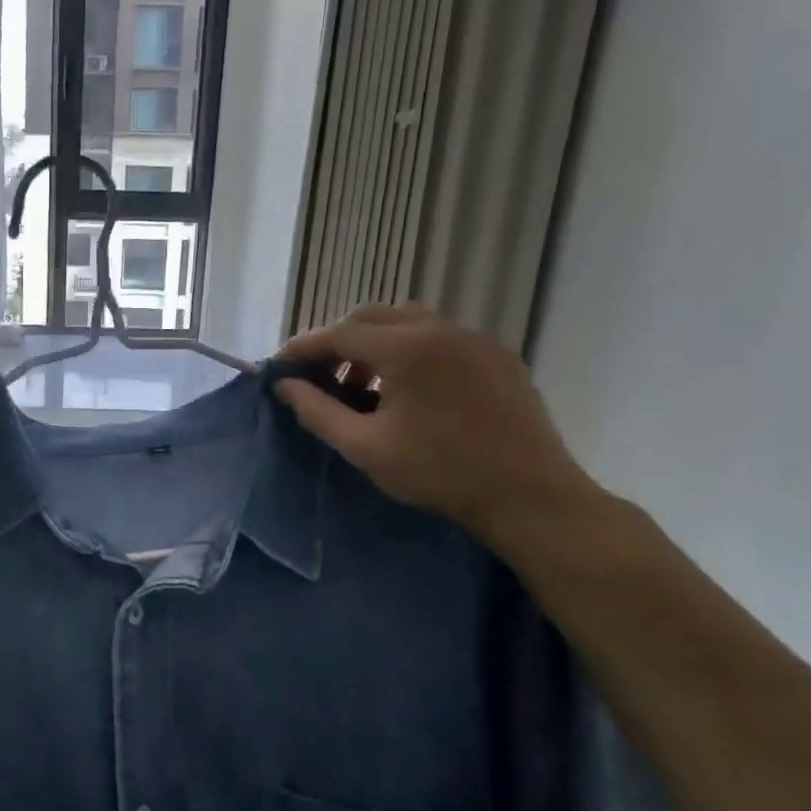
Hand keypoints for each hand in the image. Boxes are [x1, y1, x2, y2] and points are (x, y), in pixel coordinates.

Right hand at [277, 305, 601, 549]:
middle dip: (338, 340)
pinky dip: (410, 348)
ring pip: (408, 320)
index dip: (304, 348)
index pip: (339, 333)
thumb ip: (318, 411)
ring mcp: (473, 338)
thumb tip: (285, 386)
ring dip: (375, 341)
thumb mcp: (365, 447)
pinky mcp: (496, 354)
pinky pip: (440, 335)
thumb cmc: (439, 472)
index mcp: (405, 348)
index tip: (281, 366)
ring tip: (365, 382)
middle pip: (371, 316)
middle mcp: (438, 329)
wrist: (529, 494)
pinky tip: (410, 388)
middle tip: (321, 376)